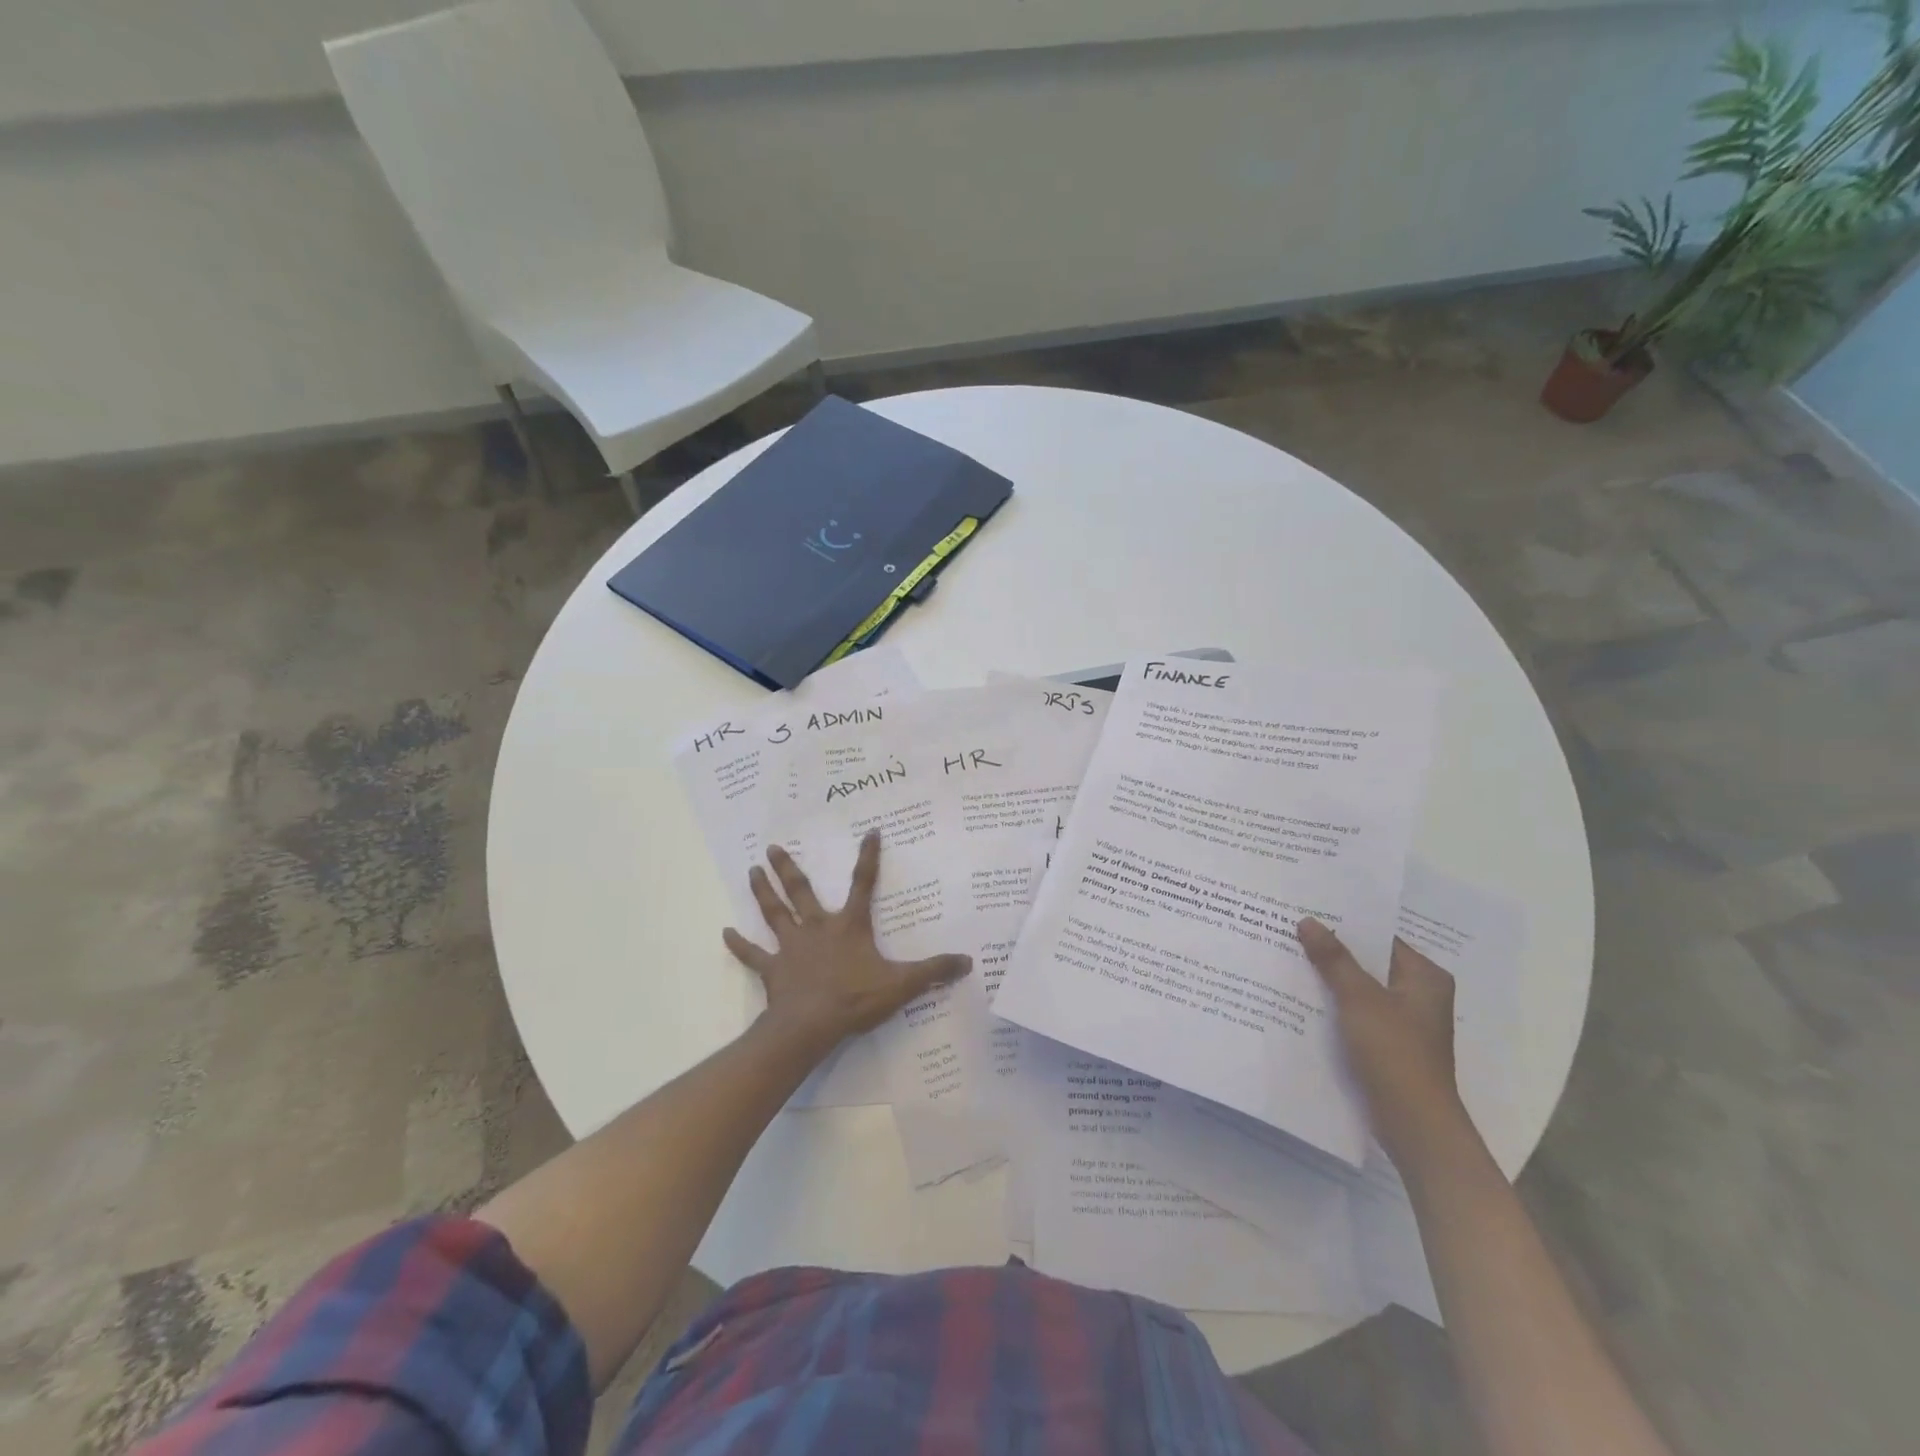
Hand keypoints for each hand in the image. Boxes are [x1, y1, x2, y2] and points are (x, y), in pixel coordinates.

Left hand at [724, 832, 972, 1054]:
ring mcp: (791, 947)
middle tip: (772, 847)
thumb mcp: (901, 984)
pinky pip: (753, 955)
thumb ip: (933, 971)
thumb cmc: (855, 999)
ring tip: (752, 870)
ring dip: (763, 892)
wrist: (811, 1025)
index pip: (863, 884)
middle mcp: (817, 927)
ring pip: (774, 912)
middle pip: (801, 891)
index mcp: (849, 926)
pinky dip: (739, 944)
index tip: (870, 831)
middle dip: (788, 868)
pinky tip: (725, 933)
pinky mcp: (773, 969)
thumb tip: (967, 961)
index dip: (869, 857)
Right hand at [1297, 917, 1473, 1170]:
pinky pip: (1356, 1013)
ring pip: (1359, 989)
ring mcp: (1403, 1022)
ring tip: (1288, 958)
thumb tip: (1308, 921)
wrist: (1413, 1123)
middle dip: (1332, 952)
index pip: (1380, 937)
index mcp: (1425, 977)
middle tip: (1290, 931)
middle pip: (1368, 963)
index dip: (1345, 925)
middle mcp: (1418, 995)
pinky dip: (1333, 1005)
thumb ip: (1334, 959)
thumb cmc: (1394, 1052)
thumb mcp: (1359, 999)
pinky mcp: (1387, 1044)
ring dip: (1329, 979)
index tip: (1308, 911)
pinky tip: (1300, 998)